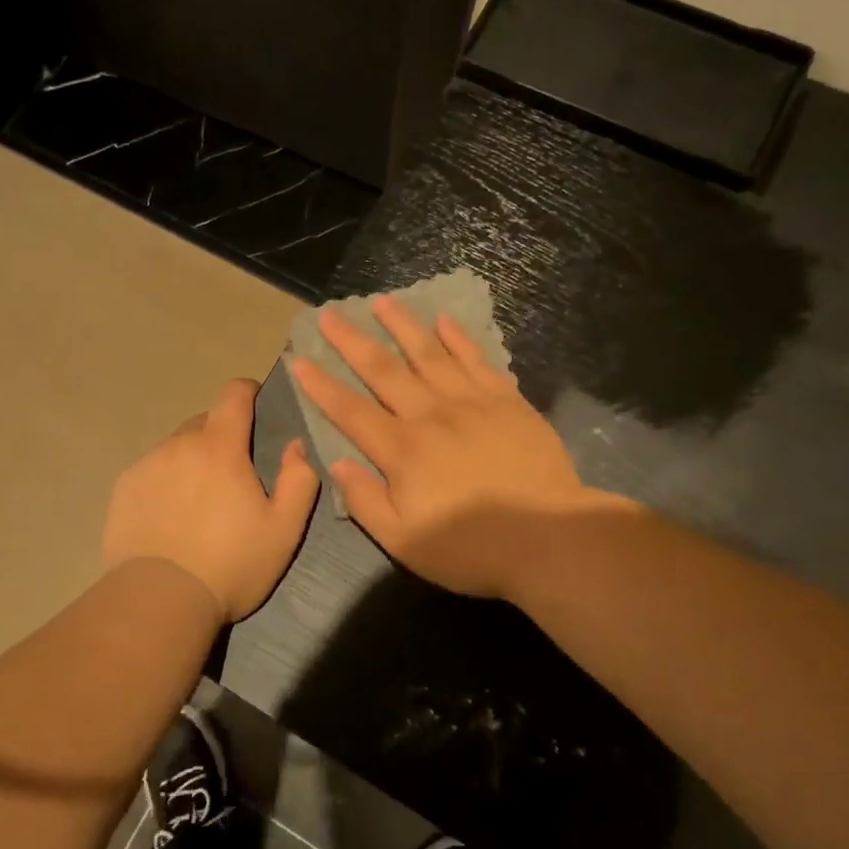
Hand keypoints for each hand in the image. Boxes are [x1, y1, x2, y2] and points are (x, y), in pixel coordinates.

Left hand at [102, 378, 320, 623]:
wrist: (160, 600)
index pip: (233, 395)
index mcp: (220, 447)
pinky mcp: (123, 489)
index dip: (248, 391)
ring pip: (175, 447)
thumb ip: (299, 479)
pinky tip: (169, 514)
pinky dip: (165, 480)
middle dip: (221, 435)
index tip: (256, 402)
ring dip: (191, 459)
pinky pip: (151, 470)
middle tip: (232, 472)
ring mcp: (146, 465)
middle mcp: (179, 445)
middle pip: (204, 422)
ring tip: (198, 499)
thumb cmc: (231, 564)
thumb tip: (296, 444)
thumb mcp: (284, 529)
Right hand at [288, 296, 619, 598]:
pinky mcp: (507, 401)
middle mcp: (430, 415)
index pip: (350, 410)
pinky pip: (477, 360)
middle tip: (329, 314)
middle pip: (383, 370)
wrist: (549, 538)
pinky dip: (458, 338)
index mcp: (401, 450)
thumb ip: (365, 501)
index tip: (300, 359)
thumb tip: (337, 463)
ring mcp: (471, 402)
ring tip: (382, 301)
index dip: (321, 385)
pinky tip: (444, 320)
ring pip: (428, 353)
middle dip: (352, 340)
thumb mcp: (404, 541)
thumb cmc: (471, 548)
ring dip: (402, 325)